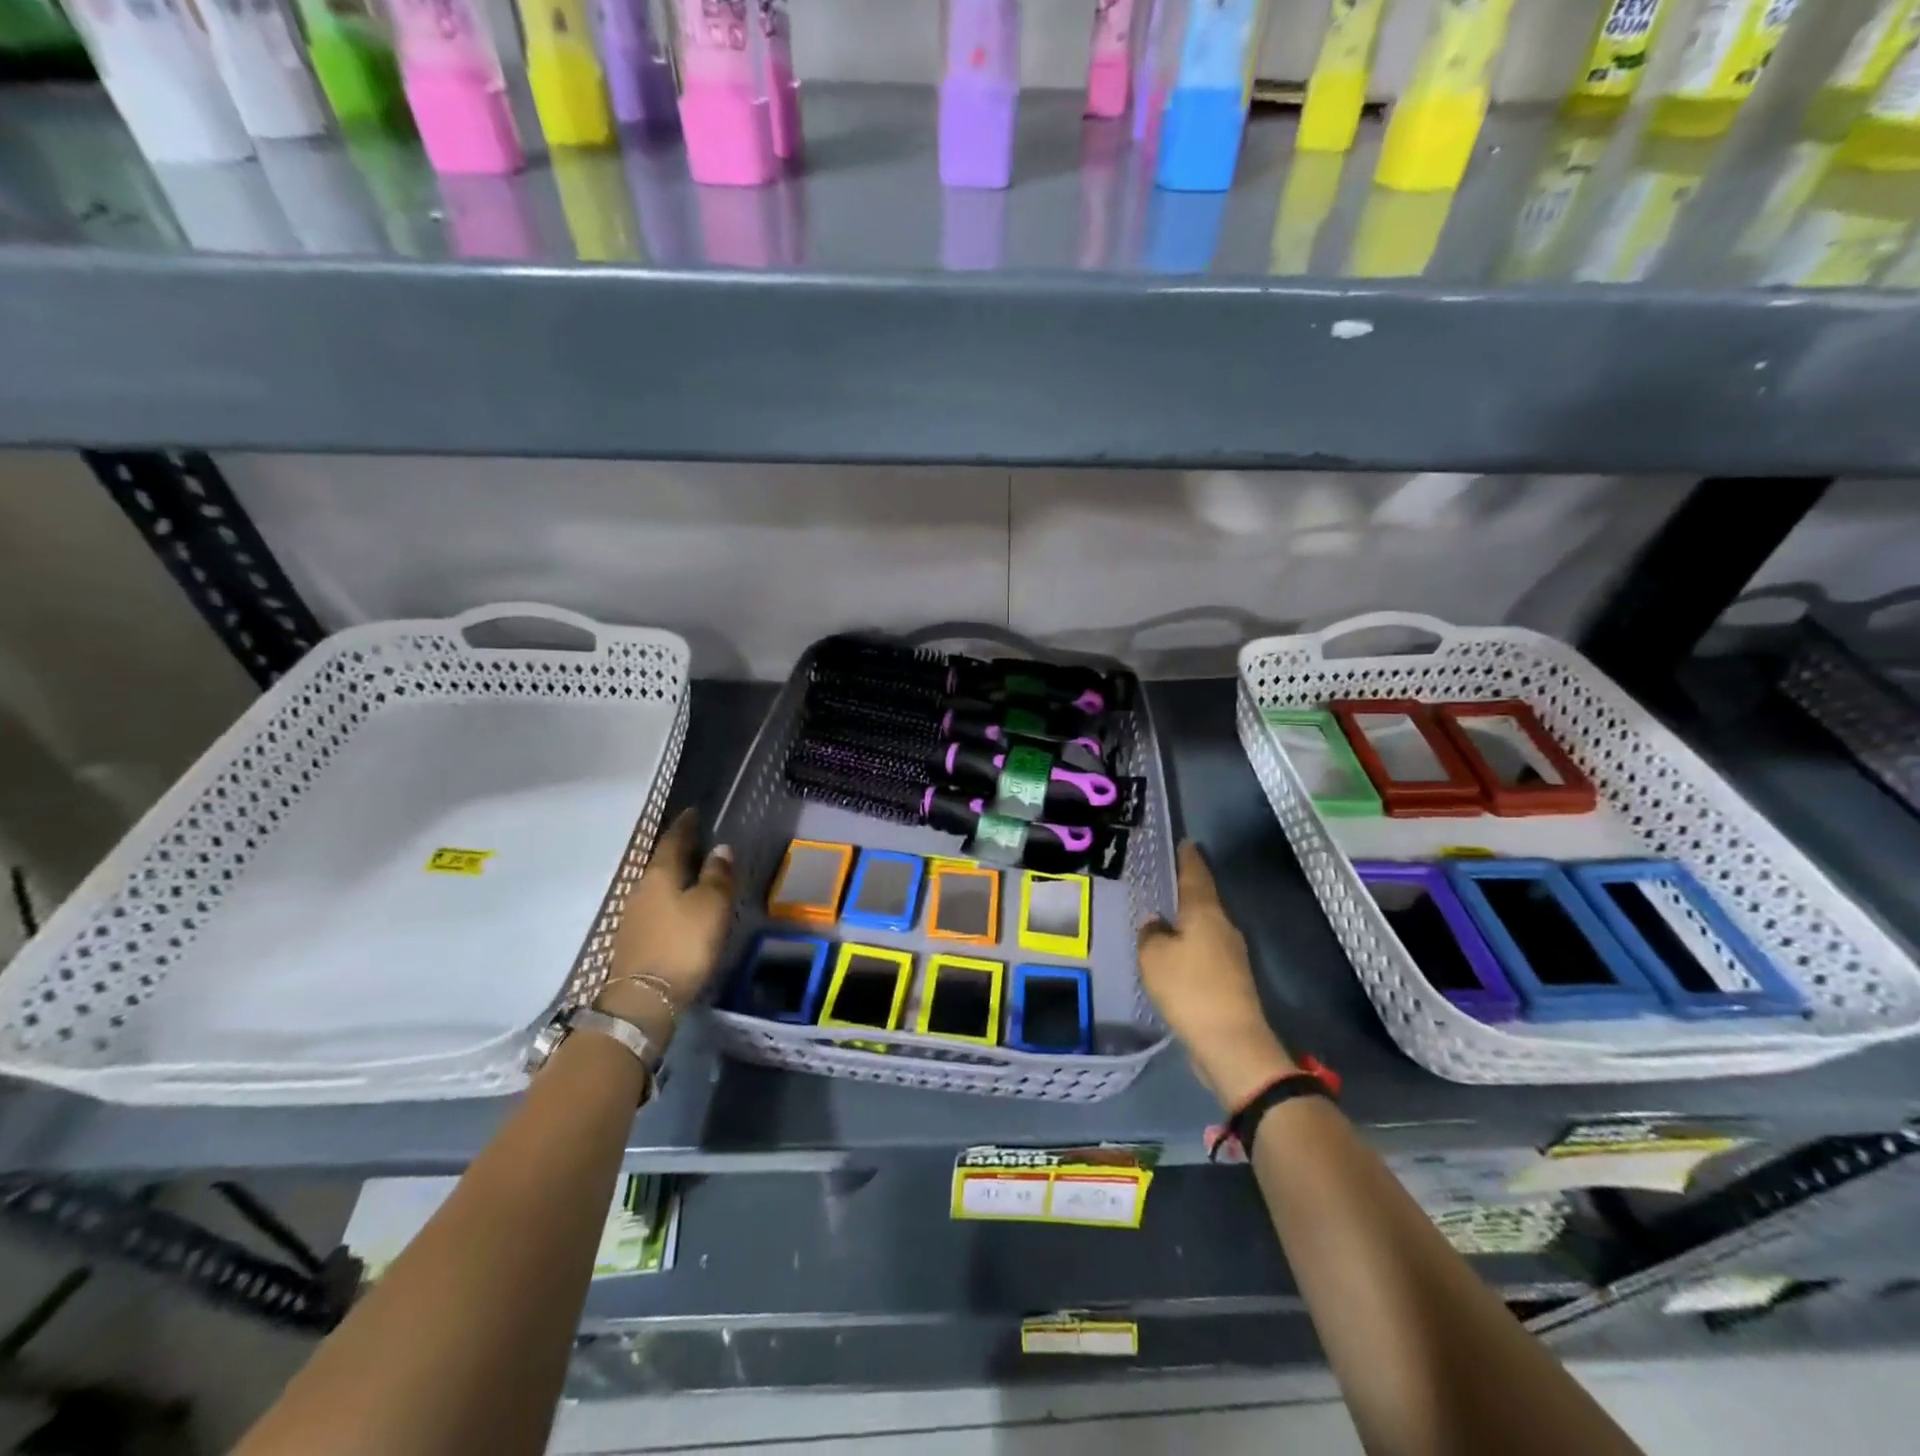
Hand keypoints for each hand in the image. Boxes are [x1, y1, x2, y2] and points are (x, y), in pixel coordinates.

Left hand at [599, 810, 733, 1039]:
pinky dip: (669, 899)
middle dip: (679, 850)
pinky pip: (655, 906)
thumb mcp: (711, 907)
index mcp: (660, 874)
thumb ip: (717, 876)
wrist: (644, 999)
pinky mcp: (633, 939)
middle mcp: (641, 888)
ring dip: (674, 876)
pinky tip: (681, 906)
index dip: (685, 825)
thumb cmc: (683, 944)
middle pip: (661, 861)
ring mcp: (633, 915)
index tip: (694, 812)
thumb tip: (720, 848)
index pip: (673, 839)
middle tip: (699, 841)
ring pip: (657, 885)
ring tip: (694, 873)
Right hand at [1137, 841, 1295, 1111]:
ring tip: (1164, 915)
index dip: (1188, 858)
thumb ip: (1151, 934)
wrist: (1231, 1043)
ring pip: (1205, 926)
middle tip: (1165, 878)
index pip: (1196, 874)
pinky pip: (1206, 950)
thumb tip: (1157, 923)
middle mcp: (1223, 927)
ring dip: (1187, 919)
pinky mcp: (1231, 980)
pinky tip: (1174, 953)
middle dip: (1186, 888)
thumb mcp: (1154, 957)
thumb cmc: (1189, 989)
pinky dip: (1190, 945)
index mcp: (1205, 913)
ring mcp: (1232, 954)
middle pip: (1203, 899)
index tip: (1185, 842)